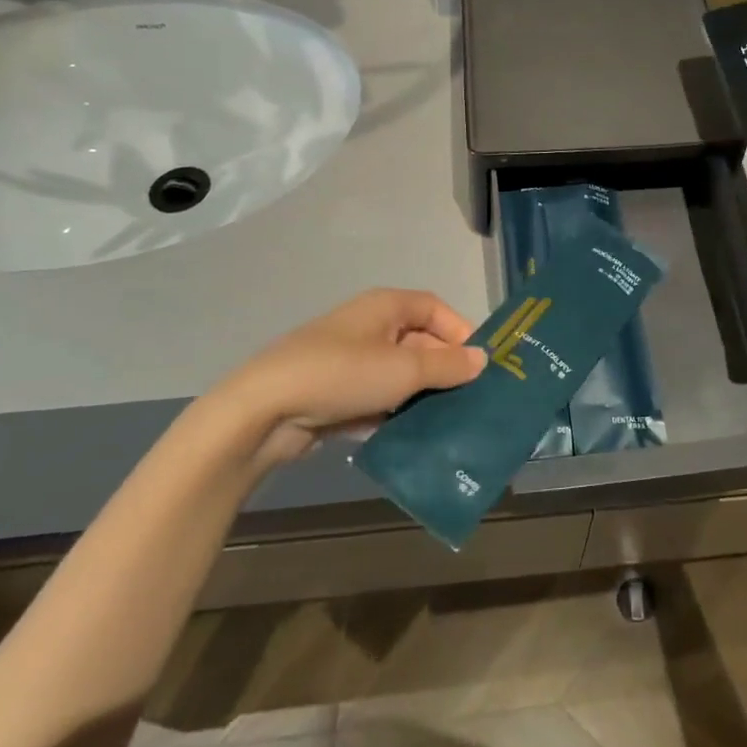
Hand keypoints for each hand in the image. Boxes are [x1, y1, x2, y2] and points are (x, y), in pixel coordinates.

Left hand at [197, 288, 485, 465]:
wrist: (264, 411)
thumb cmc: (342, 374)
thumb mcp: (404, 369)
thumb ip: (447, 365)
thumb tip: (482, 359)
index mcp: (385, 306)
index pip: (435, 308)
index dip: (460, 331)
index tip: (480, 365)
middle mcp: (369, 328)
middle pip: (419, 343)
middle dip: (444, 370)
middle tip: (471, 401)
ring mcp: (351, 363)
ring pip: (399, 376)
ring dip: (421, 398)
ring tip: (450, 424)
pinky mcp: (336, 396)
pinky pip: (377, 401)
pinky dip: (394, 415)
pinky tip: (413, 439)